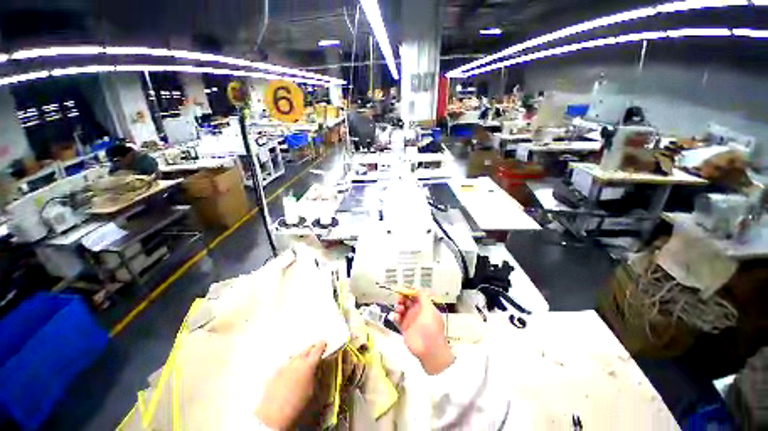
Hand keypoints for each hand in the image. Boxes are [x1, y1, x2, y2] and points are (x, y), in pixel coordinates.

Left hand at [255, 341, 326, 429]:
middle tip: (314, 352)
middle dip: (311, 350)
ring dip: (300, 359)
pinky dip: (289, 368)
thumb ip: (314, 376)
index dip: (322, 345)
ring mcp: (285, 365)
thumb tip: (314, 373)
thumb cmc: (295, 406)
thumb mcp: (312, 391)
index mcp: (309, 364)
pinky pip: (285, 365)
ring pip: (295, 356)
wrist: (273, 414)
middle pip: (306, 349)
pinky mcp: (275, 372)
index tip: (323, 343)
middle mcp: (297, 361)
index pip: (318, 348)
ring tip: (302, 366)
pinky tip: (289, 375)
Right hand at [393, 292, 454, 374]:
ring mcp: (410, 320)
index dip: (409, 291)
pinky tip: (396, 317)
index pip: (415, 295)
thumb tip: (418, 288)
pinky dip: (395, 316)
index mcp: (424, 306)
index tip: (403, 290)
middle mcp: (417, 311)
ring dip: (398, 306)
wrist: (430, 350)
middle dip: (402, 297)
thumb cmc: (431, 328)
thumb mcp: (430, 310)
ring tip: (399, 309)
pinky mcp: (404, 328)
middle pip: (407, 300)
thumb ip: (423, 298)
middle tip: (399, 299)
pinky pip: (397, 319)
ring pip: (401, 308)